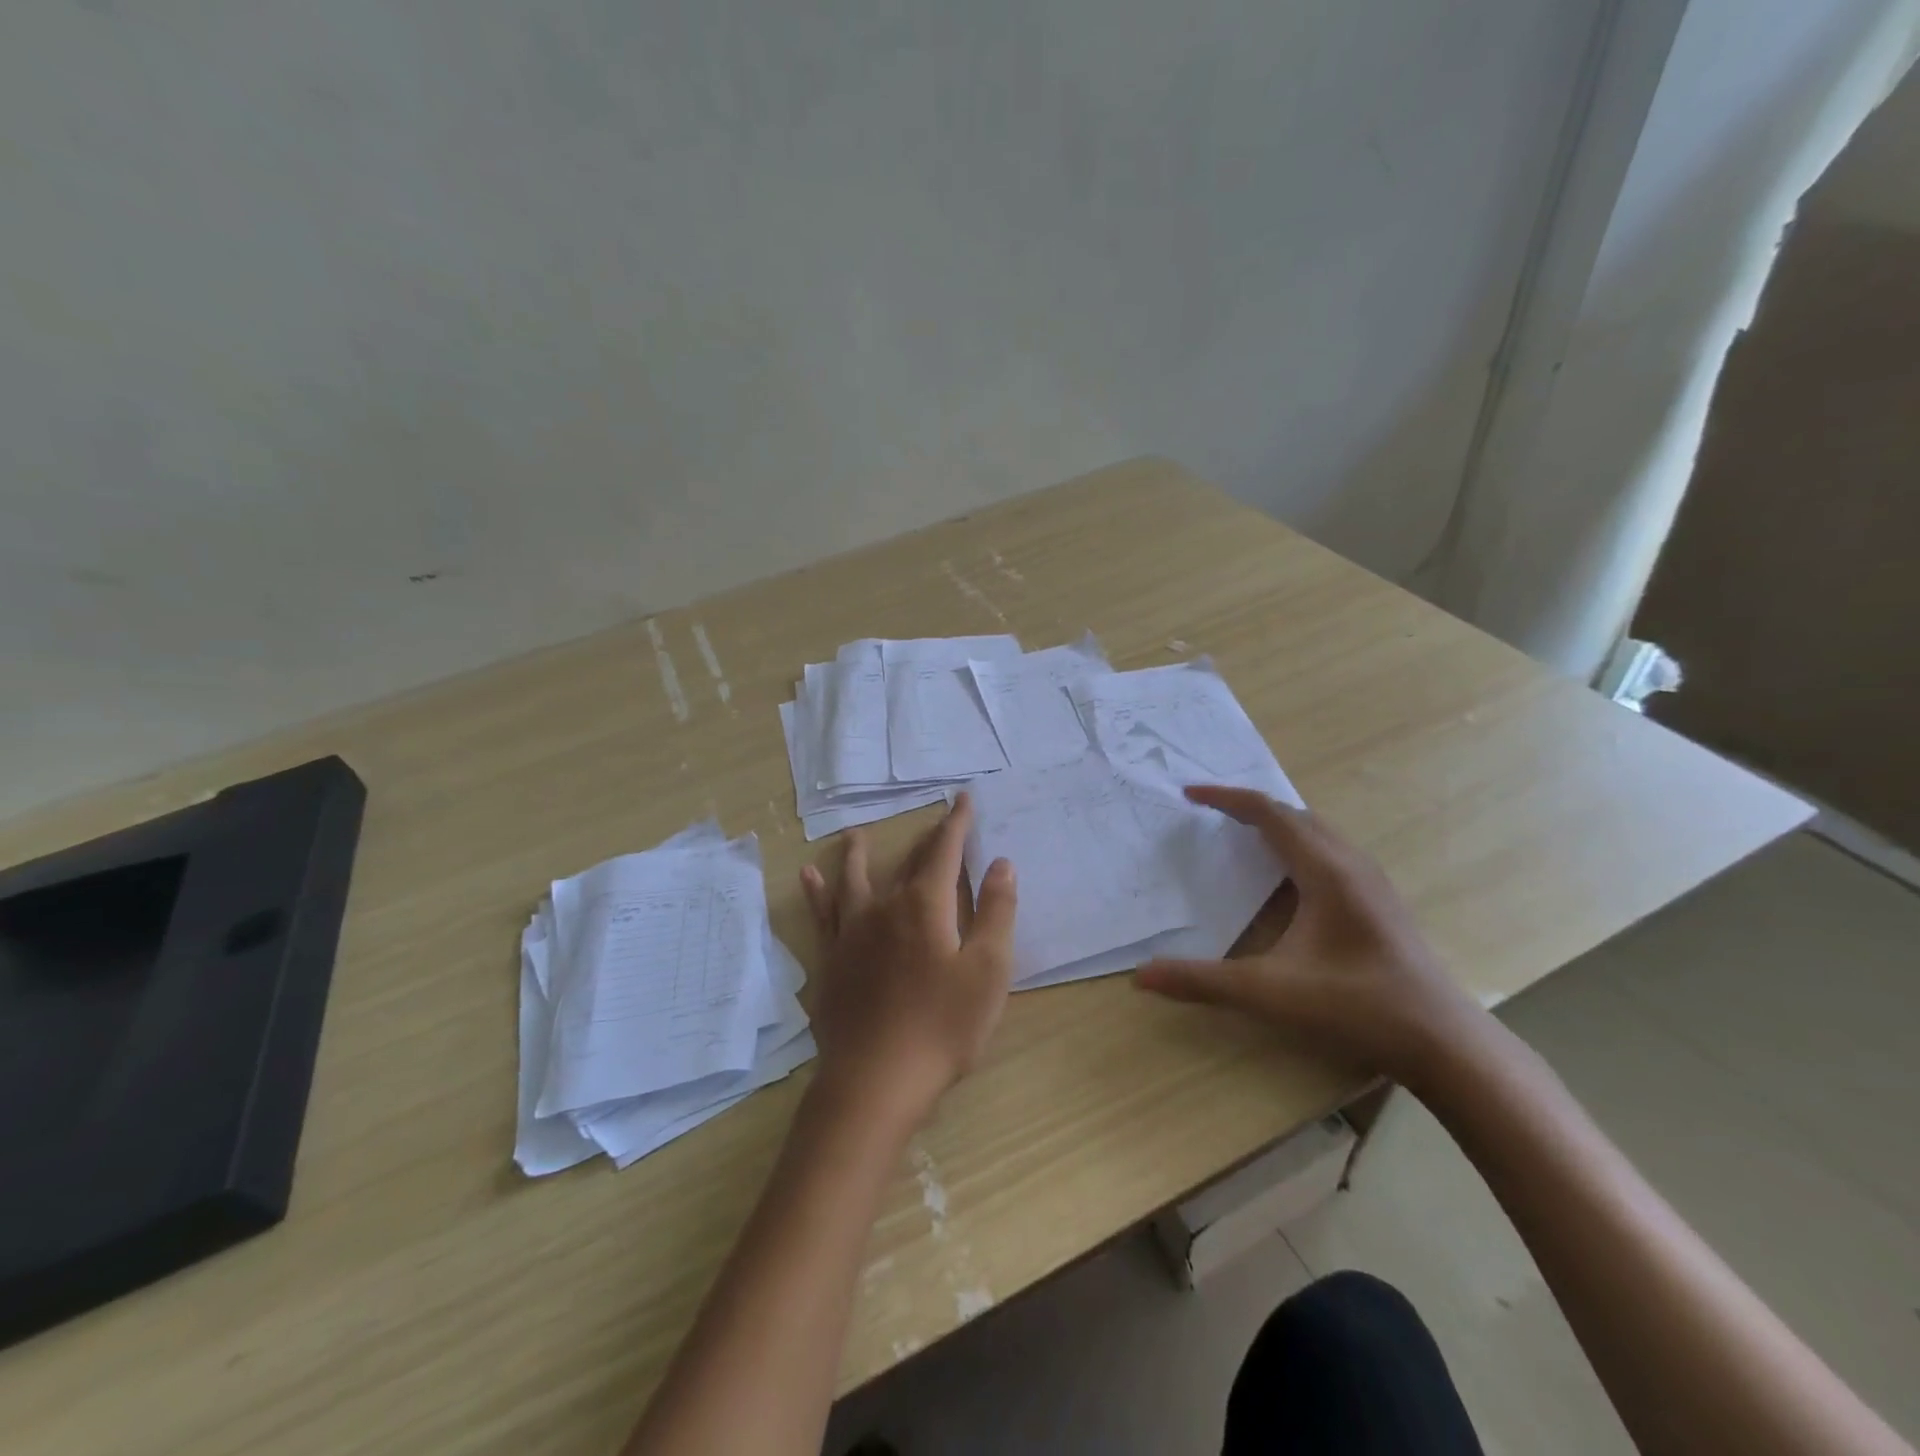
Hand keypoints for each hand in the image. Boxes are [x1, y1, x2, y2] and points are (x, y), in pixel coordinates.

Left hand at [800, 793, 1017, 1131]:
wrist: (876, 1080)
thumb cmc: (942, 1027)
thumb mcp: (988, 971)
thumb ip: (997, 912)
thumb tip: (1001, 862)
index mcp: (926, 906)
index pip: (945, 851)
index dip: (957, 823)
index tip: (963, 799)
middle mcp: (885, 907)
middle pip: (907, 862)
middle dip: (926, 839)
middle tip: (937, 820)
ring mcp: (852, 933)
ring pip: (855, 880)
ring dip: (858, 854)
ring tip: (856, 835)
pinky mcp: (831, 959)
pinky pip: (821, 914)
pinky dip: (816, 892)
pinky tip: (808, 877)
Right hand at [1135, 786, 1488, 1088]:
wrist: (1443, 1042)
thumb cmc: (1356, 1006)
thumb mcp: (1269, 994)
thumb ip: (1202, 982)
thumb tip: (1141, 976)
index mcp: (1325, 871)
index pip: (1269, 814)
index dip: (1227, 799)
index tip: (1190, 794)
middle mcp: (1350, 864)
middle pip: (1294, 815)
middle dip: (1249, 807)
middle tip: (1210, 814)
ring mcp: (1371, 882)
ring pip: (1318, 833)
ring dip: (1277, 825)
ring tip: (1242, 836)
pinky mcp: (1380, 902)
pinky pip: (1331, 852)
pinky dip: (1298, 846)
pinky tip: (1287, 879)